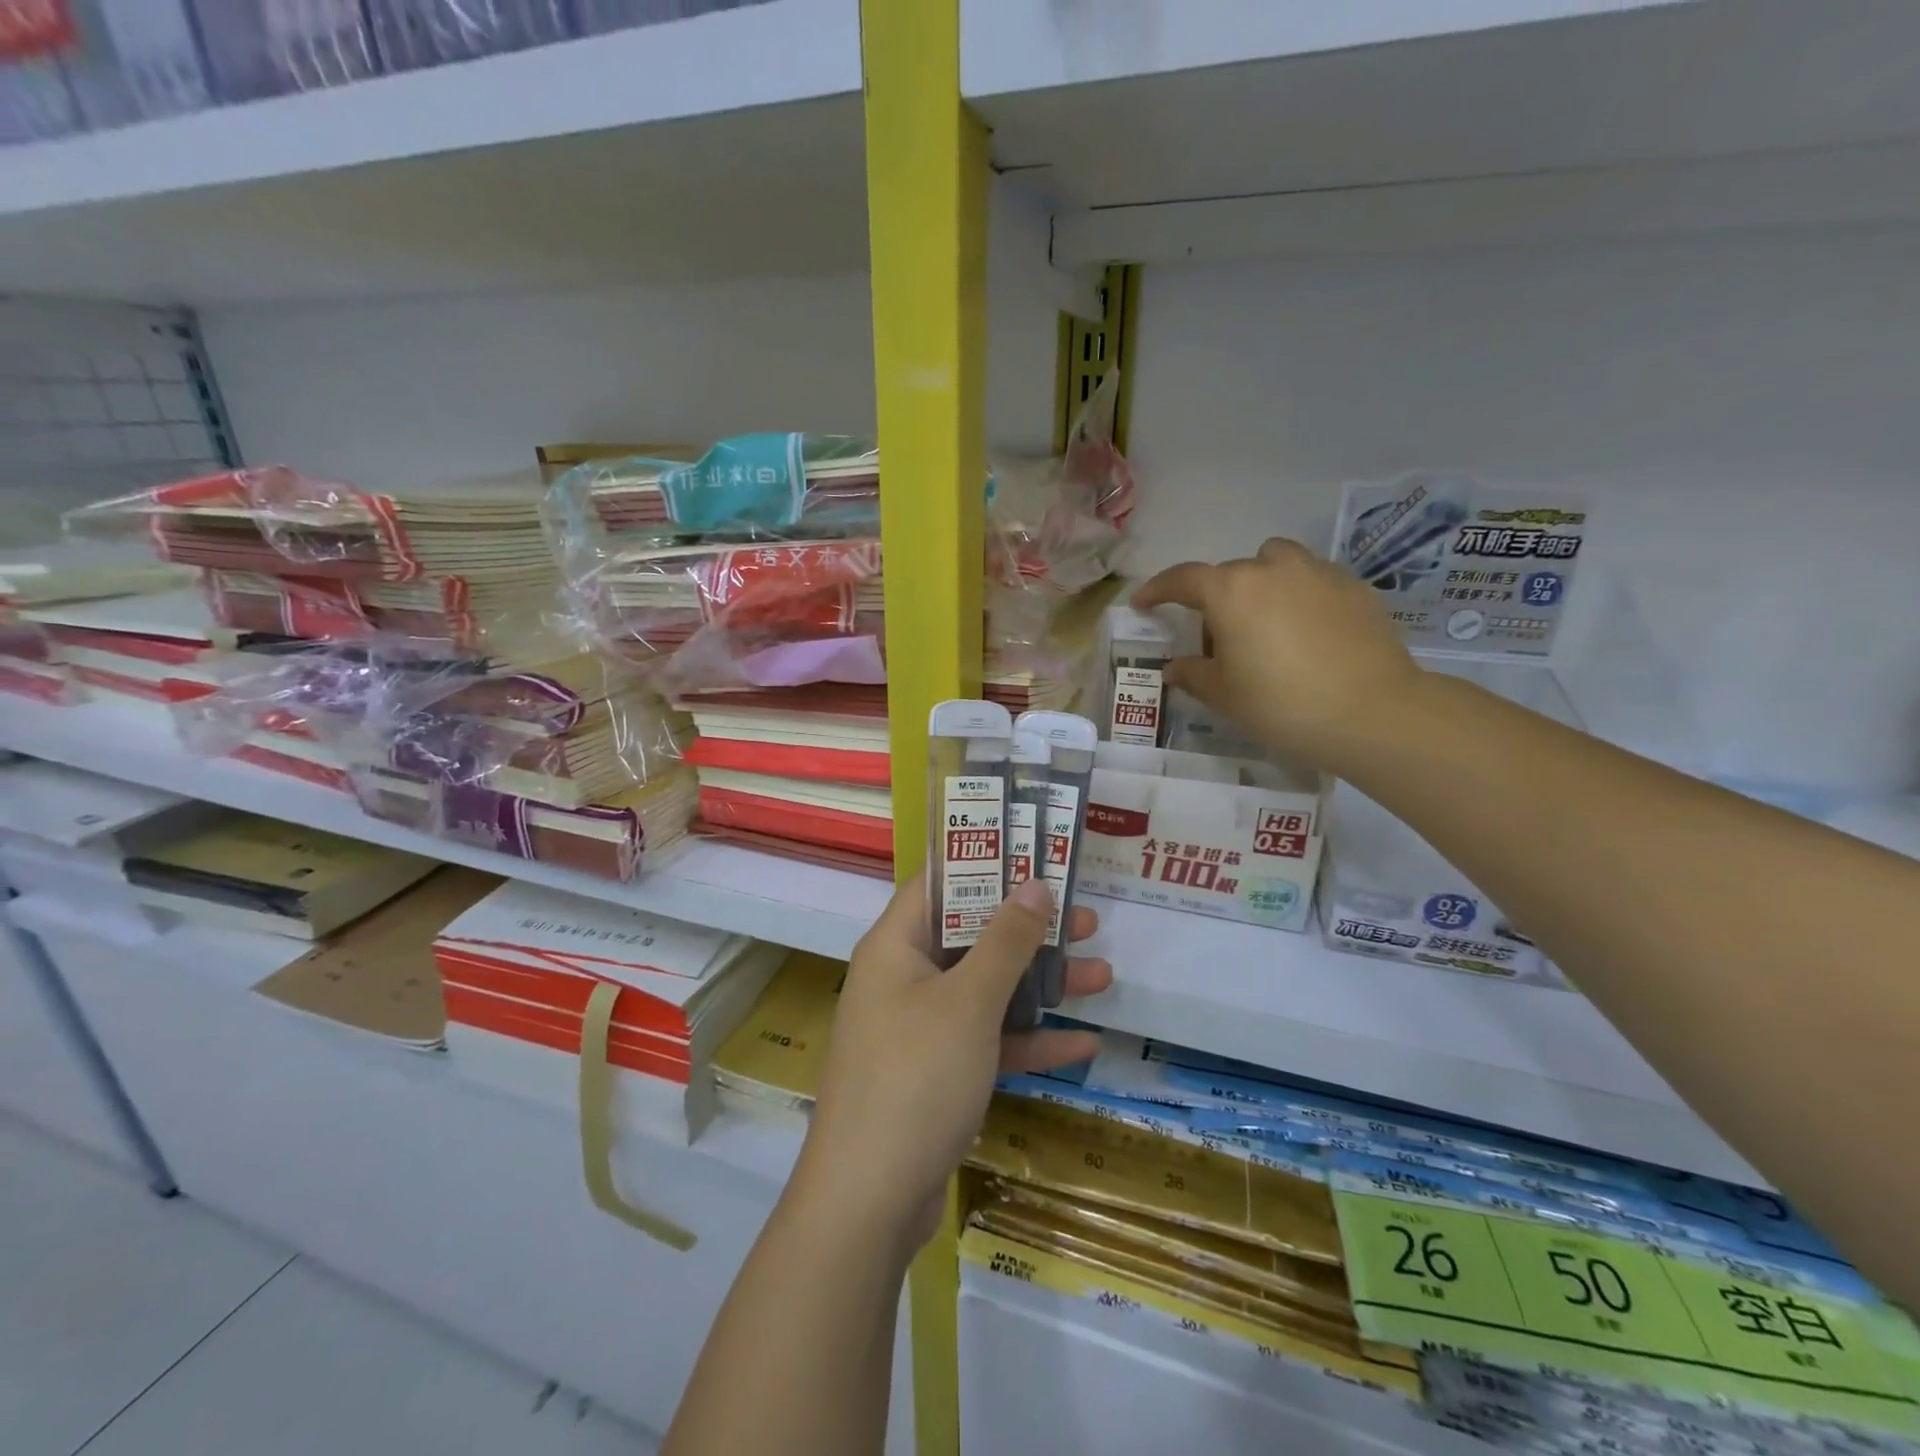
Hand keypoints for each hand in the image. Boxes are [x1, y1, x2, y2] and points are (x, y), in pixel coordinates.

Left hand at [797, 873, 1111, 1252]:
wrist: (868, 1204)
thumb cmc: (915, 1078)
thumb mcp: (969, 1002)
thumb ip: (1005, 941)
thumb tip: (1034, 883)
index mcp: (895, 946)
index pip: (939, 883)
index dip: (985, 862)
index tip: (1035, 853)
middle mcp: (904, 978)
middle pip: (971, 935)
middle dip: (1030, 929)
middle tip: (1088, 918)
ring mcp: (920, 1028)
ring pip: (986, 989)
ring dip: (1040, 984)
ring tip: (1102, 975)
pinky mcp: (936, 1073)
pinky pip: (987, 1040)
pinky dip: (1028, 1038)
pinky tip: (1083, 1042)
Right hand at [1134, 537, 1421, 772]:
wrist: (1372, 712)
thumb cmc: (1281, 704)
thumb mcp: (1224, 695)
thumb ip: (1193, 674)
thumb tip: (1175, 667)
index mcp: (1231, 591)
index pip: (1182, 579)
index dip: (1157, 590)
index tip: (1144, 603)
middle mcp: (1271, 568)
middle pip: (1231, 574)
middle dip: (1217, 600)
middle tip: (1218, 641)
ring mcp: (1317, 572)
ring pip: (1276, 564)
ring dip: (1261, 585)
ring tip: (1266, 625)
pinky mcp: (1354, 586)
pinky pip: (1312, 580)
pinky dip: (1299, 596)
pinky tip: (1308, 634)